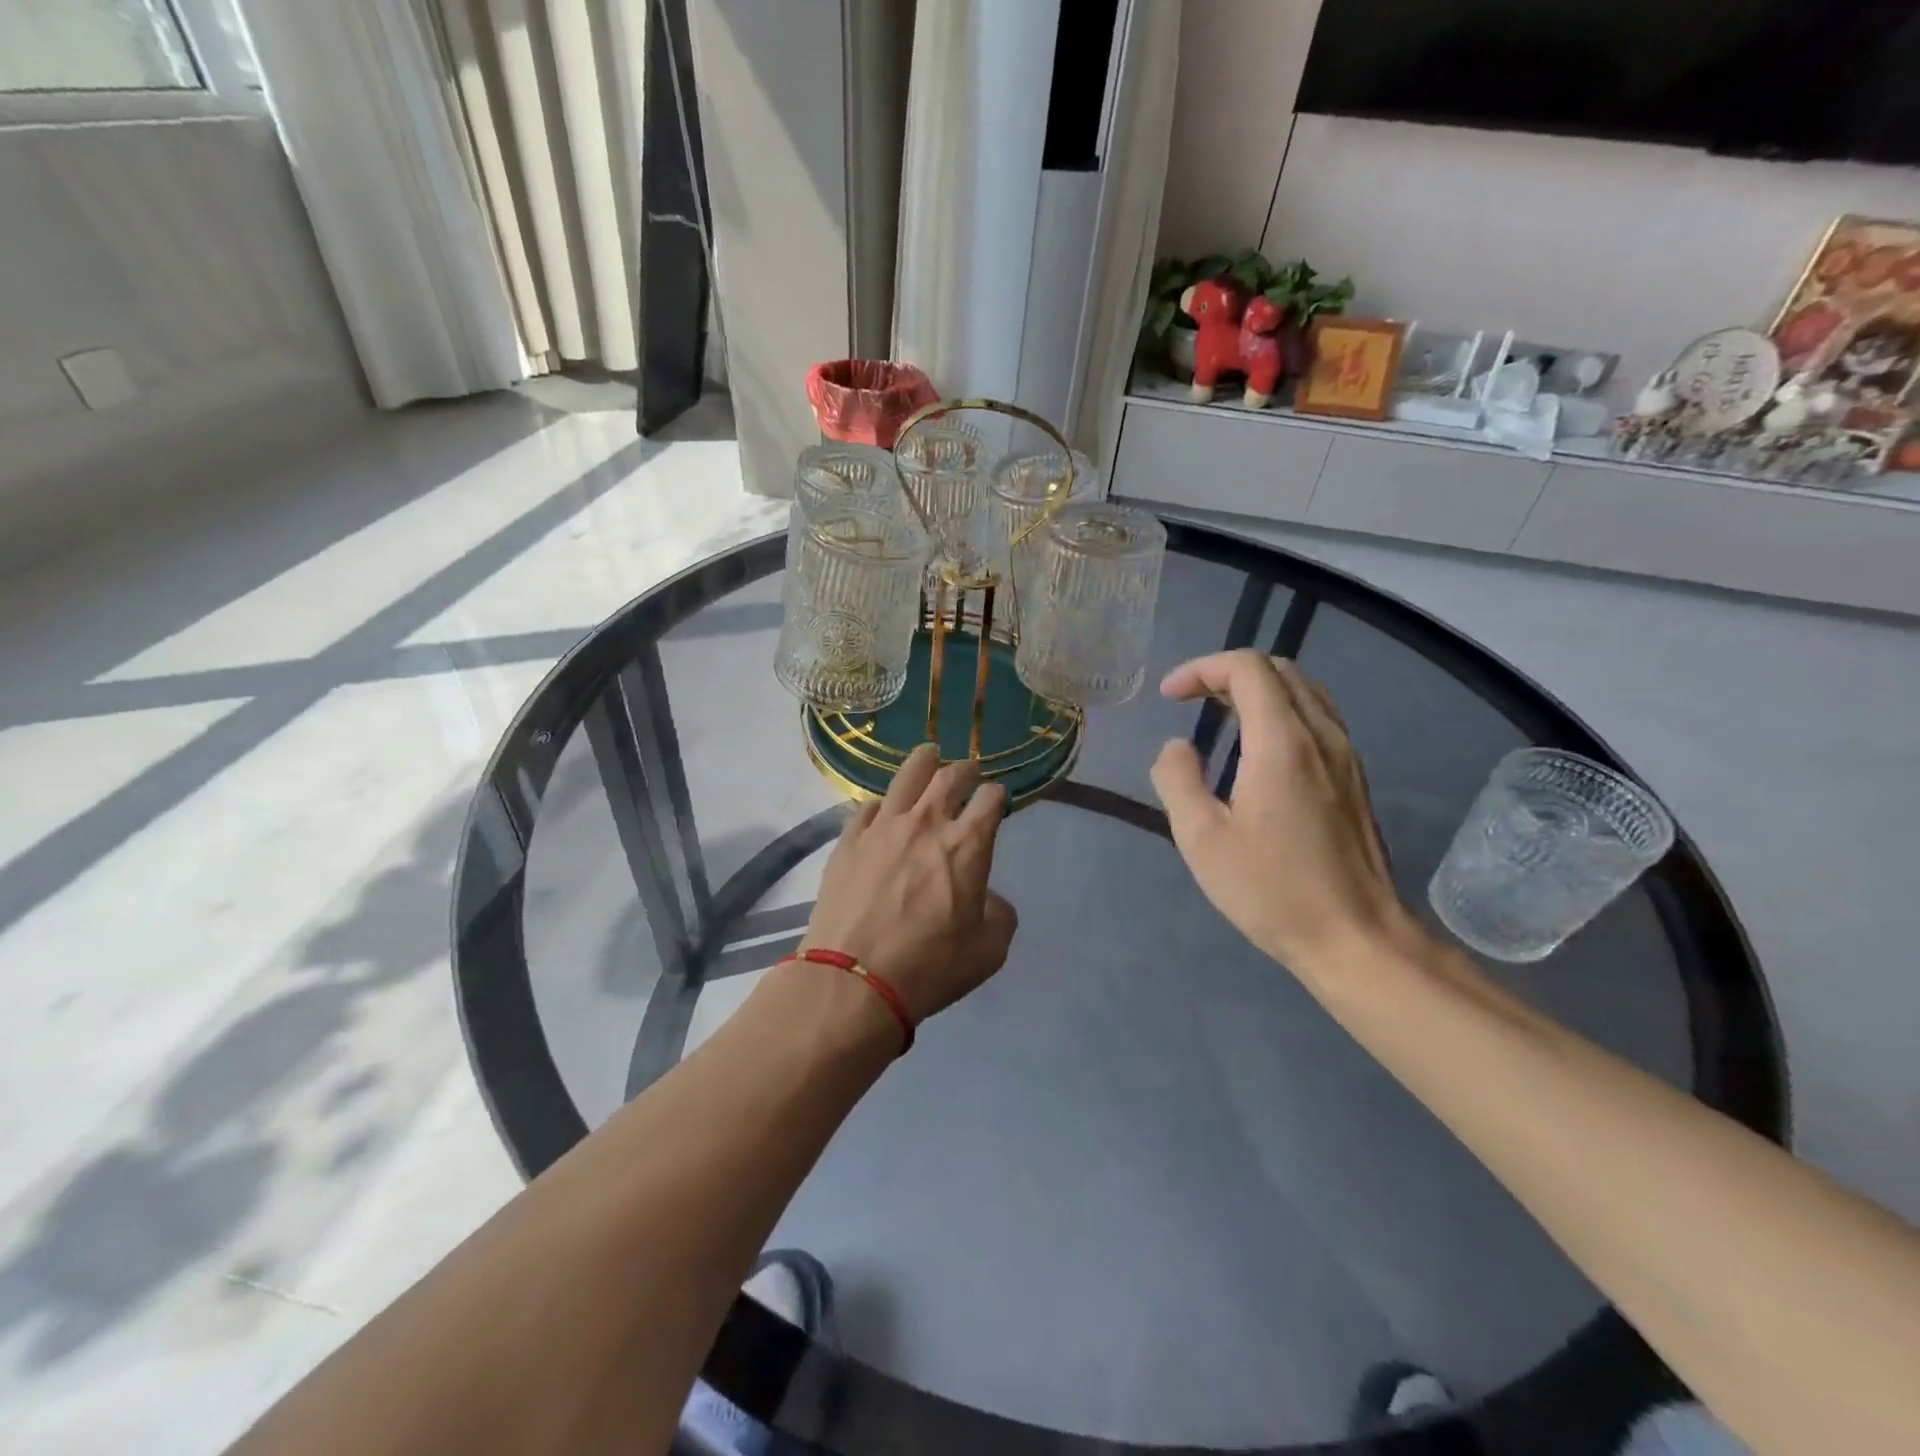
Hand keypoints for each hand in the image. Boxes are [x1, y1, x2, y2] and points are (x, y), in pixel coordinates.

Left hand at [802, 744, 1017, 1022]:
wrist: (853, 981)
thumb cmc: (930, 967)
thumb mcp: (989, 950)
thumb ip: (999, 913)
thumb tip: (985, 896)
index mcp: (968, 844)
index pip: (991, 798)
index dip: (998, 796)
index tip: (997, 801)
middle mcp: (926, 822)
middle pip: (950, 776)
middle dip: (965, 769)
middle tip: (968, 772)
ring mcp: (882, 827)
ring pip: (907, 776)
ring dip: (925, 762)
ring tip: (929, 755)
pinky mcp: (848, 840)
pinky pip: (868, 806)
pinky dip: (883, 804)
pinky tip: (883, 810)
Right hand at [1150, 650, 1418, 978]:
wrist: (1357, 939)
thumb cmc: (1272, 891)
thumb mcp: (1202, 840)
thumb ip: (1178, 780)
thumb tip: (1177, 747)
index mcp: (1282, 743)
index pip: (1247, 668)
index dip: (1201, 669)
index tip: (1169, 697)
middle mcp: (1321, 736)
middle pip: (1279, 670)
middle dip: (1227, 674)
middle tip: (1191, 702)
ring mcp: (1346, 756)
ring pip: (1303, 691)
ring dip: (1257, 690)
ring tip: (1220, 718)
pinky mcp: (1354, 778)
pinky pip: (1318, 718)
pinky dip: (1281, 712)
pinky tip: (1257, 750)